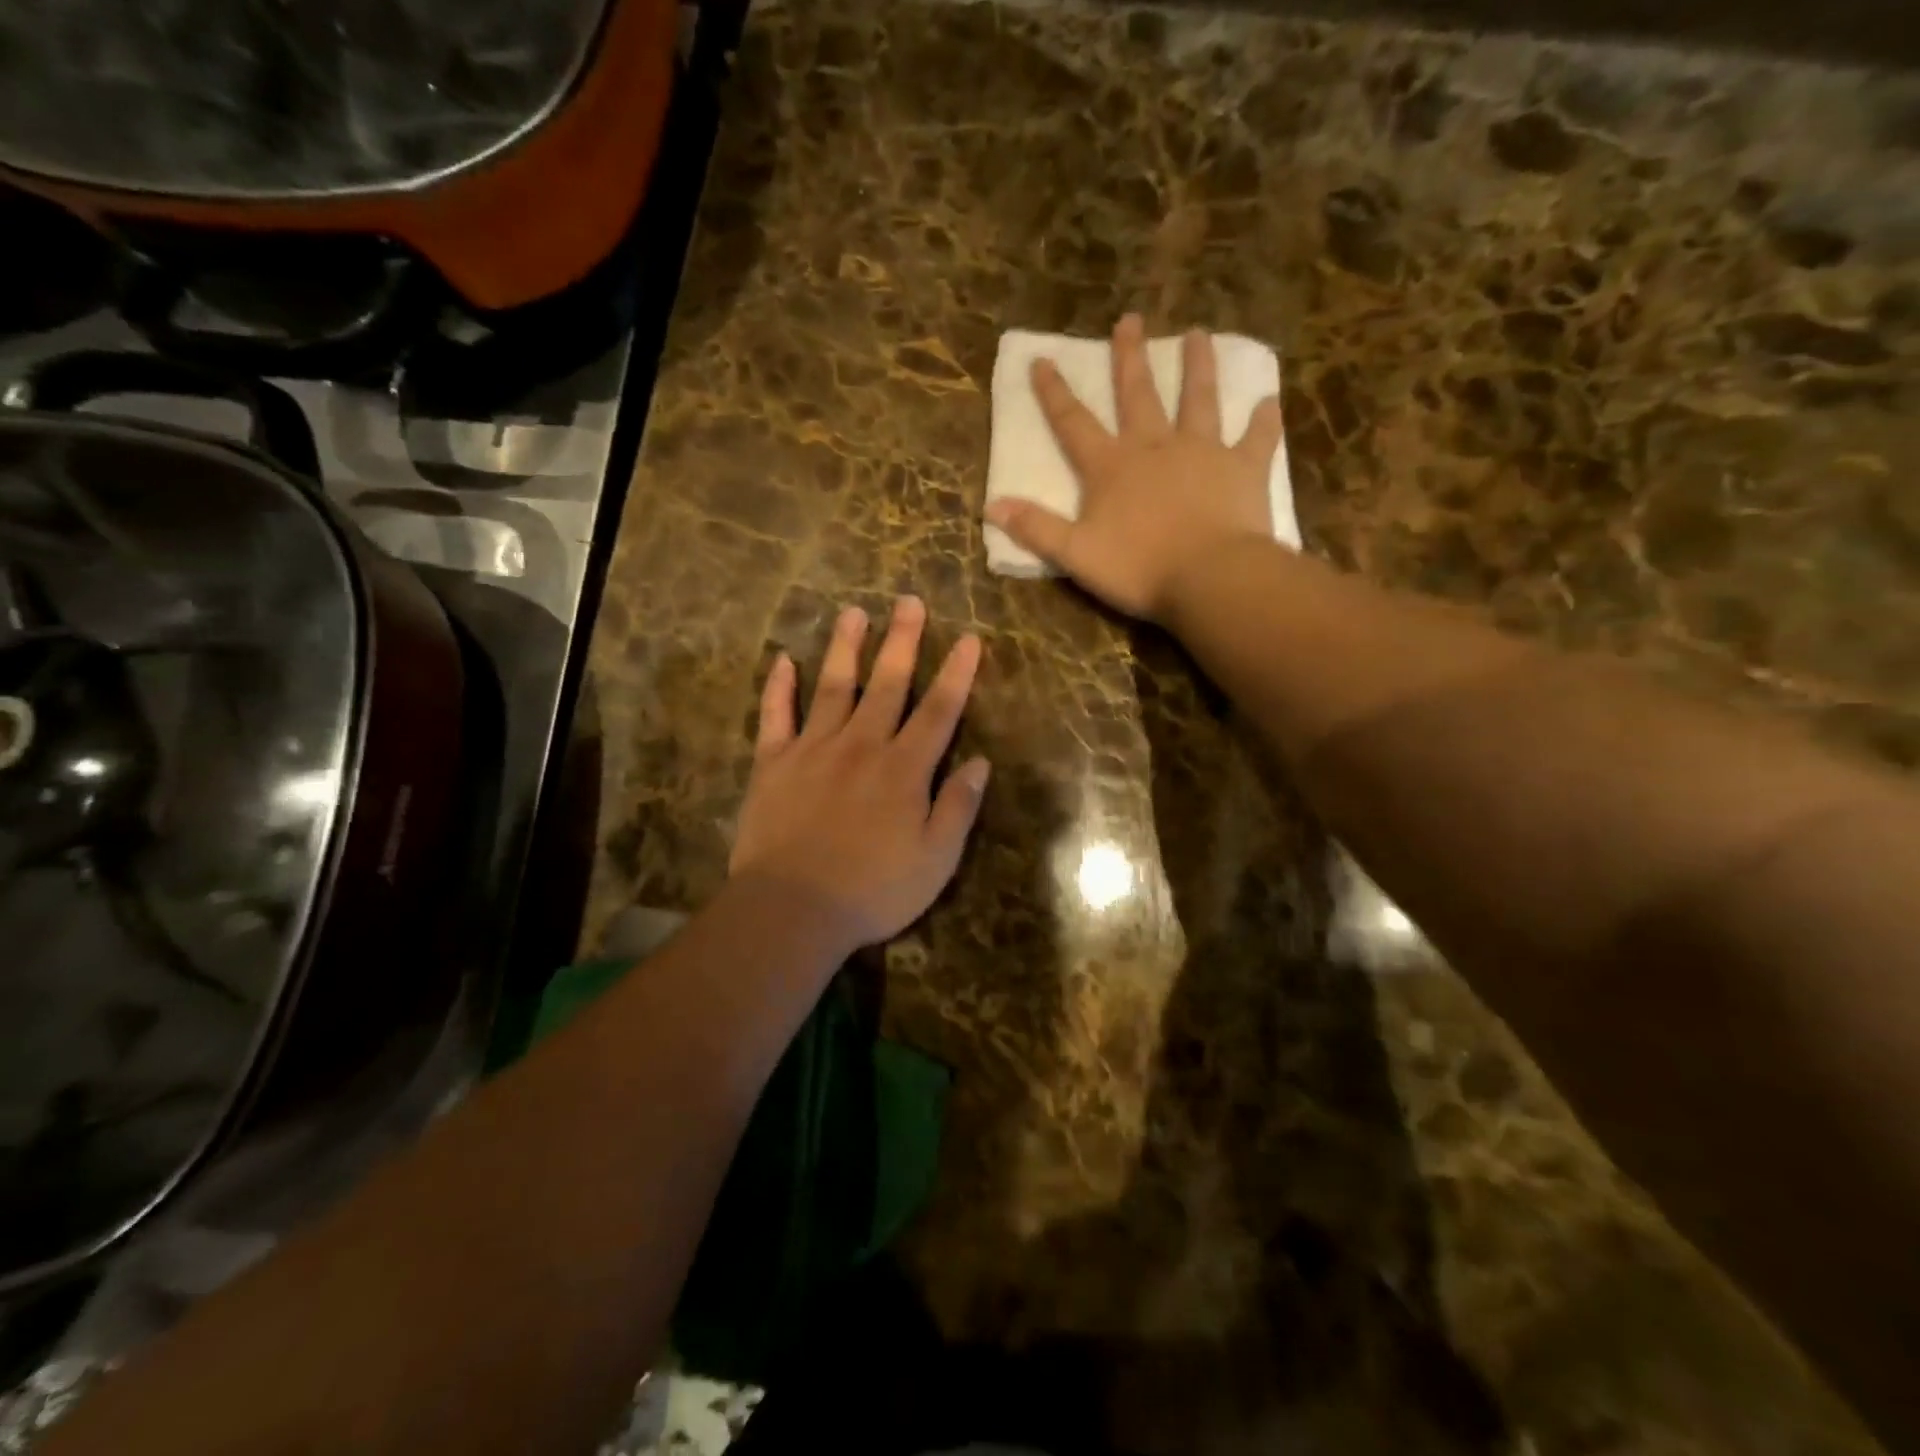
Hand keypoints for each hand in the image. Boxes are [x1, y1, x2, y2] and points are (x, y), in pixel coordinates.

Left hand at [730, 596, 989, 953]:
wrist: (792, 908)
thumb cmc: (873, 890)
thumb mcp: (936, 859)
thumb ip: (958, 807)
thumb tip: (980, 762)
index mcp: (904, 769)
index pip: (938, 711)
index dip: (957, 673)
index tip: (969, 638)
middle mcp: (861, 745)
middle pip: (887, 684)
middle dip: (902, 641)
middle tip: (908, 600)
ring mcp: (813, 750)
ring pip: (833, 686)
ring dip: (845, 647)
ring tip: (852, 612)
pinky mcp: (772, 764)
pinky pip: (775, 716)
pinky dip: (779, 687)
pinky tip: (783, 660)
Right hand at [985, 314, 1284, 621]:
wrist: (1210, 578)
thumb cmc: (1139, 568)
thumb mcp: (1075, 554)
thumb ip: (1036, 528)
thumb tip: (992, 506)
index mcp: (1111, 468)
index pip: (1074, 424)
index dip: (1055, 393)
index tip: (1043, 359)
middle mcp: (1155, 447)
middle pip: (1138, 395)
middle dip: (1129, 358)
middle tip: (1130, 319)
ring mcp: (1202, 453)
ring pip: (1198, 400)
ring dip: (1197, 367)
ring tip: (1198, 334)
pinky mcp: (1243, 469)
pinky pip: (1256, 439)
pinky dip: (1263, 421)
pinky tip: (1269, 401)